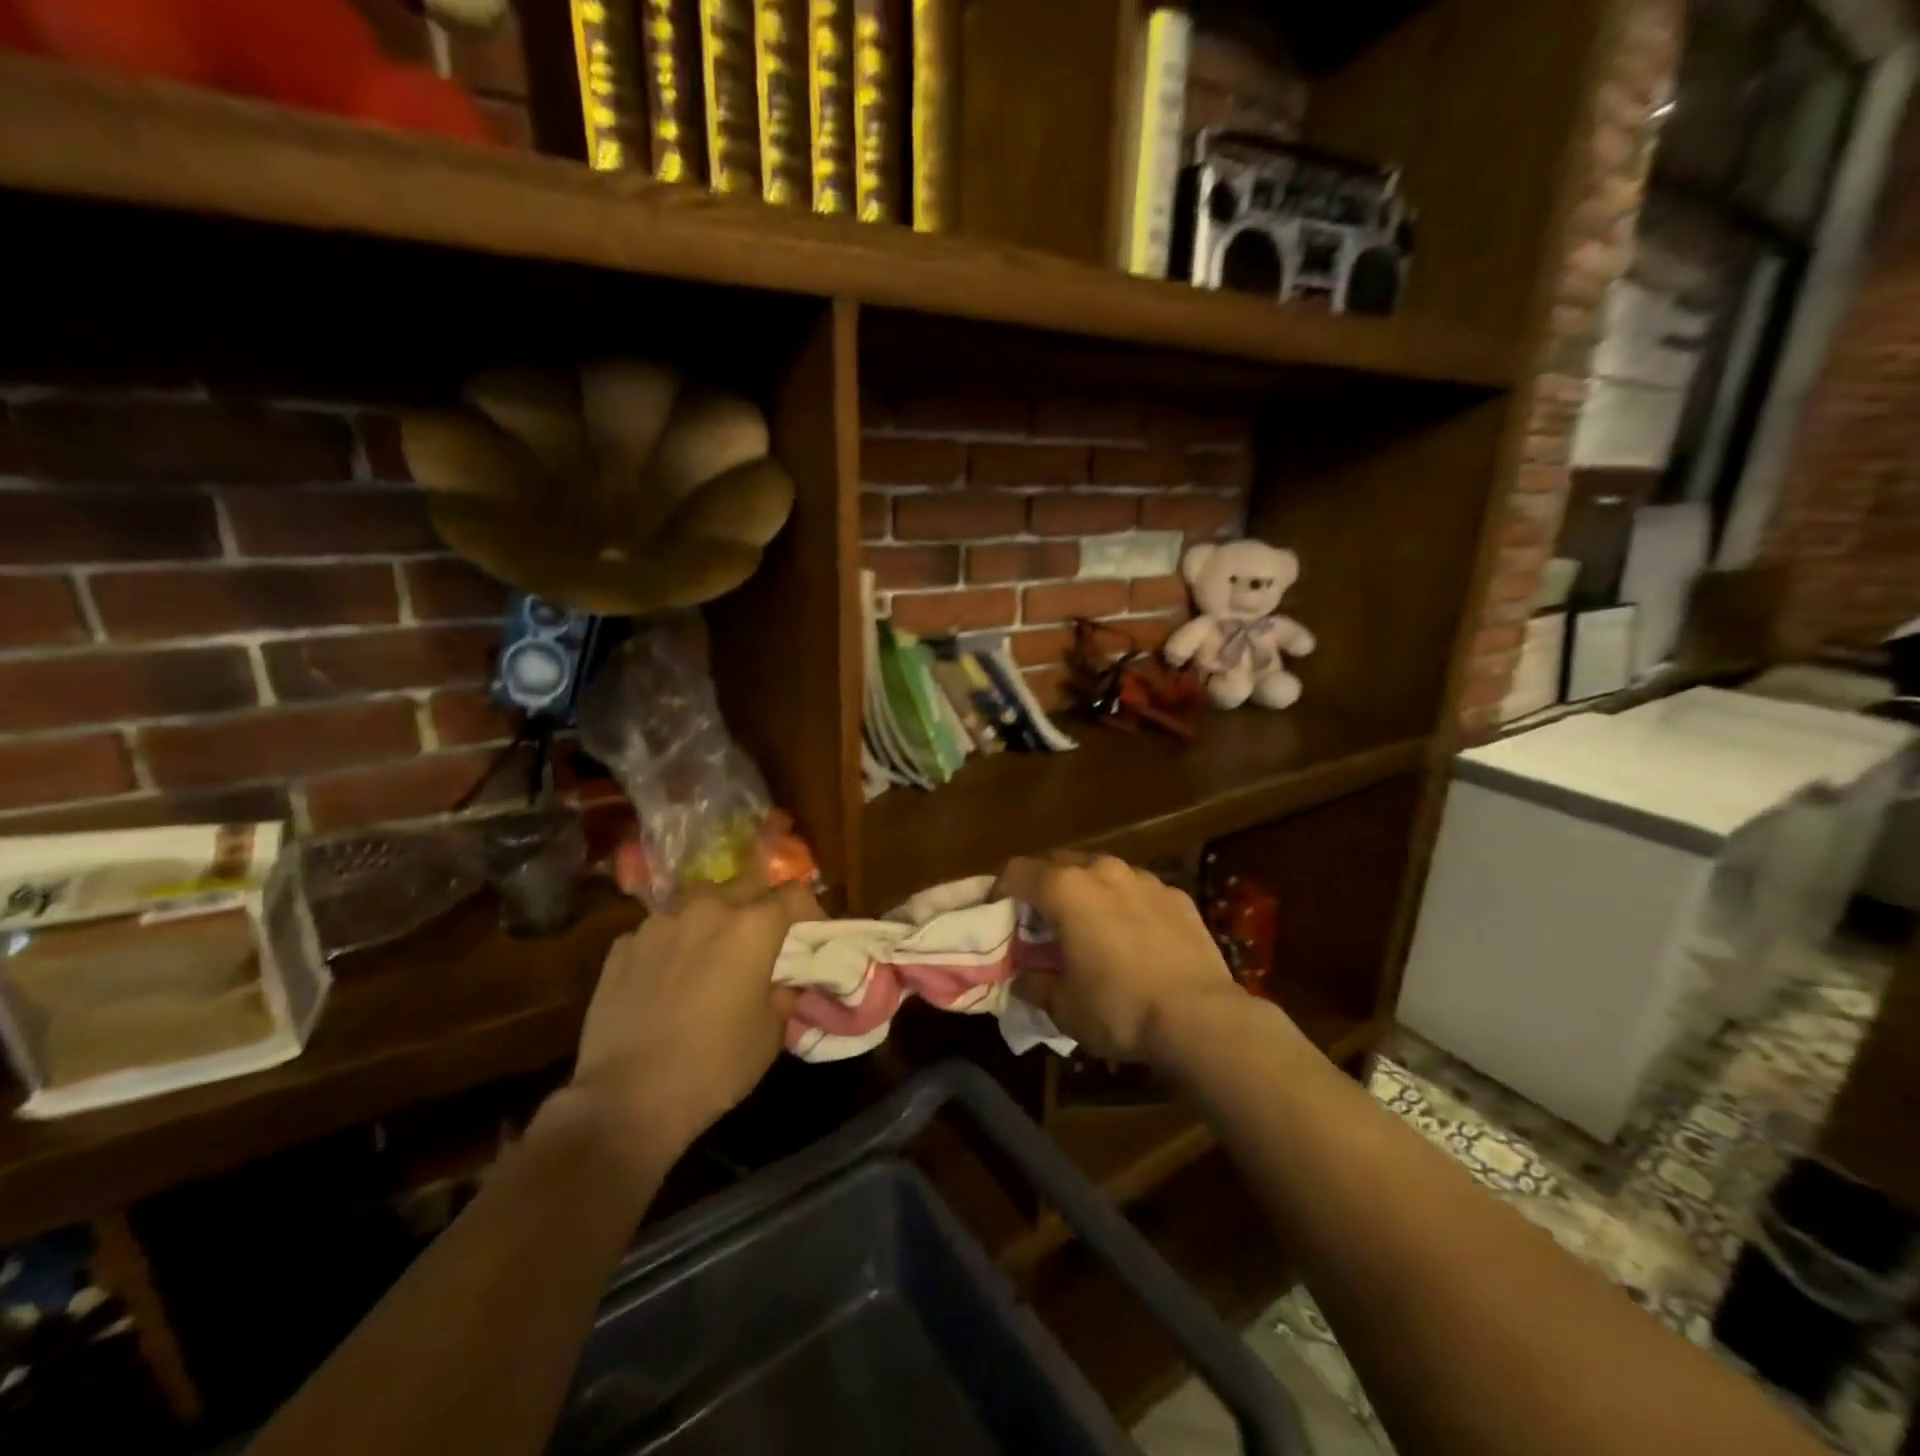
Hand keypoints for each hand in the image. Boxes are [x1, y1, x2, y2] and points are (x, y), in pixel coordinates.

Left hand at [567, 880, 818, 1172]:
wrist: (625, 1100)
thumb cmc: (714, 1066)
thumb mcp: (770, 1035)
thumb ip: (782, 993)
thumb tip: (781, 981)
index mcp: (751, 927)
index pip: (794, 895)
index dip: (809, 912)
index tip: (810, 936)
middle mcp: (706, 911)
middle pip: (744, 884)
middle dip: (760, 903)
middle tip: (763, 937)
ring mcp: (658, 925)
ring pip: (697, 903)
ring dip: (712, 919)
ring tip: (711, 951)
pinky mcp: (621, 947)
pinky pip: (658, 932)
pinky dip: (671, 944)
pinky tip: (667, 976)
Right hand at [995, 853, 1246, 1065]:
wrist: (1201, 1018)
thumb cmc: (1119, 1008)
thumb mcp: (1063, 1007)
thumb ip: (1035, 984)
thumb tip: (1024, 978)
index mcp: (1065, 889)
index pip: (1017, 871)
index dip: (1001, 890)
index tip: (999, 914)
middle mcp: (1103, 870)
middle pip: (1059, 863)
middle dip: (1044, 886)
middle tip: (1042, 921)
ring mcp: (1144, 879)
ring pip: (1102, 873)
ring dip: (1087, 892)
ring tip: (1090, 926)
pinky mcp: (1177, 895)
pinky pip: (1138, 891)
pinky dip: (1126, 905)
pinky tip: (1134, 938)